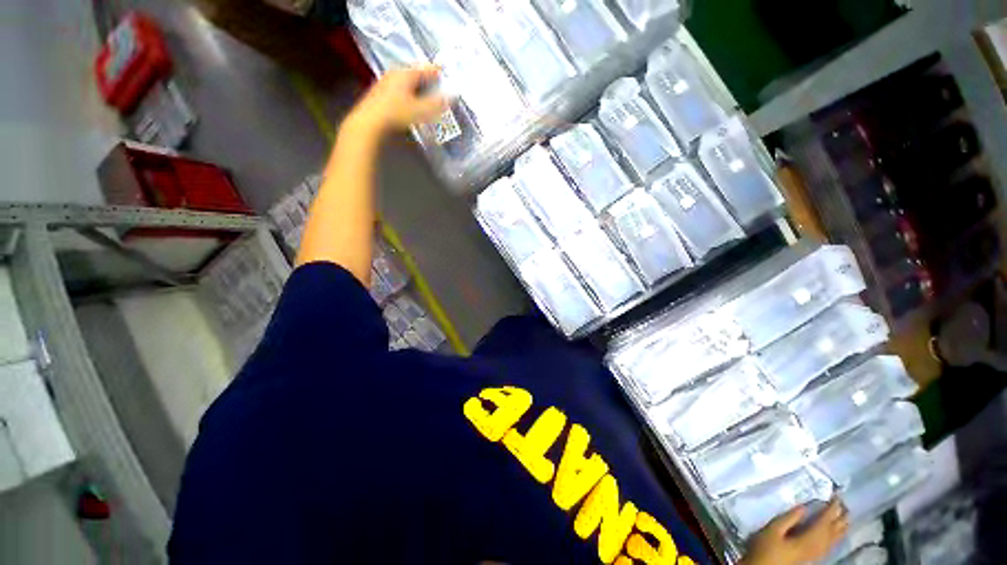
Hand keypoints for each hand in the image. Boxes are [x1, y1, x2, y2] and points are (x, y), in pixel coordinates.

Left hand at [348, 65, 448, 133]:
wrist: (369, 123)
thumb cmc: (396, 114)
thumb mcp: (421, 110)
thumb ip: (437, 104)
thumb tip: (451, 97)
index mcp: (406, 73)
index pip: (426, 69)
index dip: (438, 71)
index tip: (446, 72)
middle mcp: (395, 74)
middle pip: (415, 74)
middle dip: (427, 79)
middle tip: (438, 85)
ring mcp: (386, 83)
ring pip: (407, 82)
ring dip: (418, 87)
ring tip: (427, 95)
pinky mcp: (380, 94)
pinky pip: (400, 89)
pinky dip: (409, 94)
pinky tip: (411, 103)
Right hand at [742, 498, 848, 564]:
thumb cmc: (765, 548)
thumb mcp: (771, 531)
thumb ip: (787, 519)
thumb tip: (804, 507)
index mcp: (808, 539)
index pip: (825, 521)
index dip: (832, 508)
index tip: (837, 495)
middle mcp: (817, 547)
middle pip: (834, 531)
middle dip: (841, 518)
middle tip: (845, 504)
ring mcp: (816, 554)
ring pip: (835, 540)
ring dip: (841, 527)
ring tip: (845, 516)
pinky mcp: (813, 558)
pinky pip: (830, 546)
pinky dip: (836, 537)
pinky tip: (836, 535)